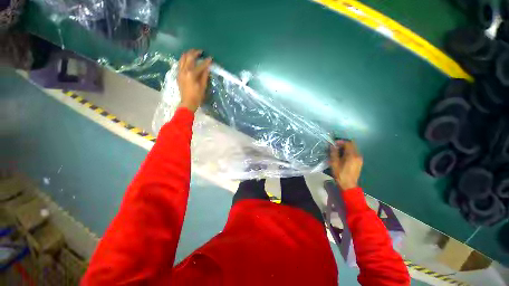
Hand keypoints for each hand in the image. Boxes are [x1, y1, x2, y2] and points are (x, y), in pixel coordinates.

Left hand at [177, 49, 212, 111]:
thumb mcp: (203, 86)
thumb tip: (207, 67)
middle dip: (195, 52)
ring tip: (193, 53)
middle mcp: (184, 70)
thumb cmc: (197, 96)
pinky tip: (188, 61)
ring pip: (182, 58)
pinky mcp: (178, 74)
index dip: (206, 61)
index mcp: (191, 74)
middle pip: (188, 57)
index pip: (200, 65)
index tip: (211, 58)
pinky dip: (184, 59)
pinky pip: (180, 63)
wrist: (187, 102)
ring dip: (188, 54)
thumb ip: (204, 75)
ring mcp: (180, 71)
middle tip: (200, 51)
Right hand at [330, 140, 362, 190]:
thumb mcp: (334, 163)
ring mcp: (359, 159)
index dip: (340, 142)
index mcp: (352, 155)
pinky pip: (354, 153)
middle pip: (352, 145)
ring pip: (353, 149)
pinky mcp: (359, 162)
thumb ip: (334, 153)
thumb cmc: (340, 174)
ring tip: (337, 152)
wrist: (348, 185)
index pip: (348, 143)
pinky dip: (348, 152)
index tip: (334, 144)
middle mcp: (358, 155)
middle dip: (343, 144)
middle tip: (335, 147)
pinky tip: (342, 156)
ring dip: (346, 148)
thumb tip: (332, 146)